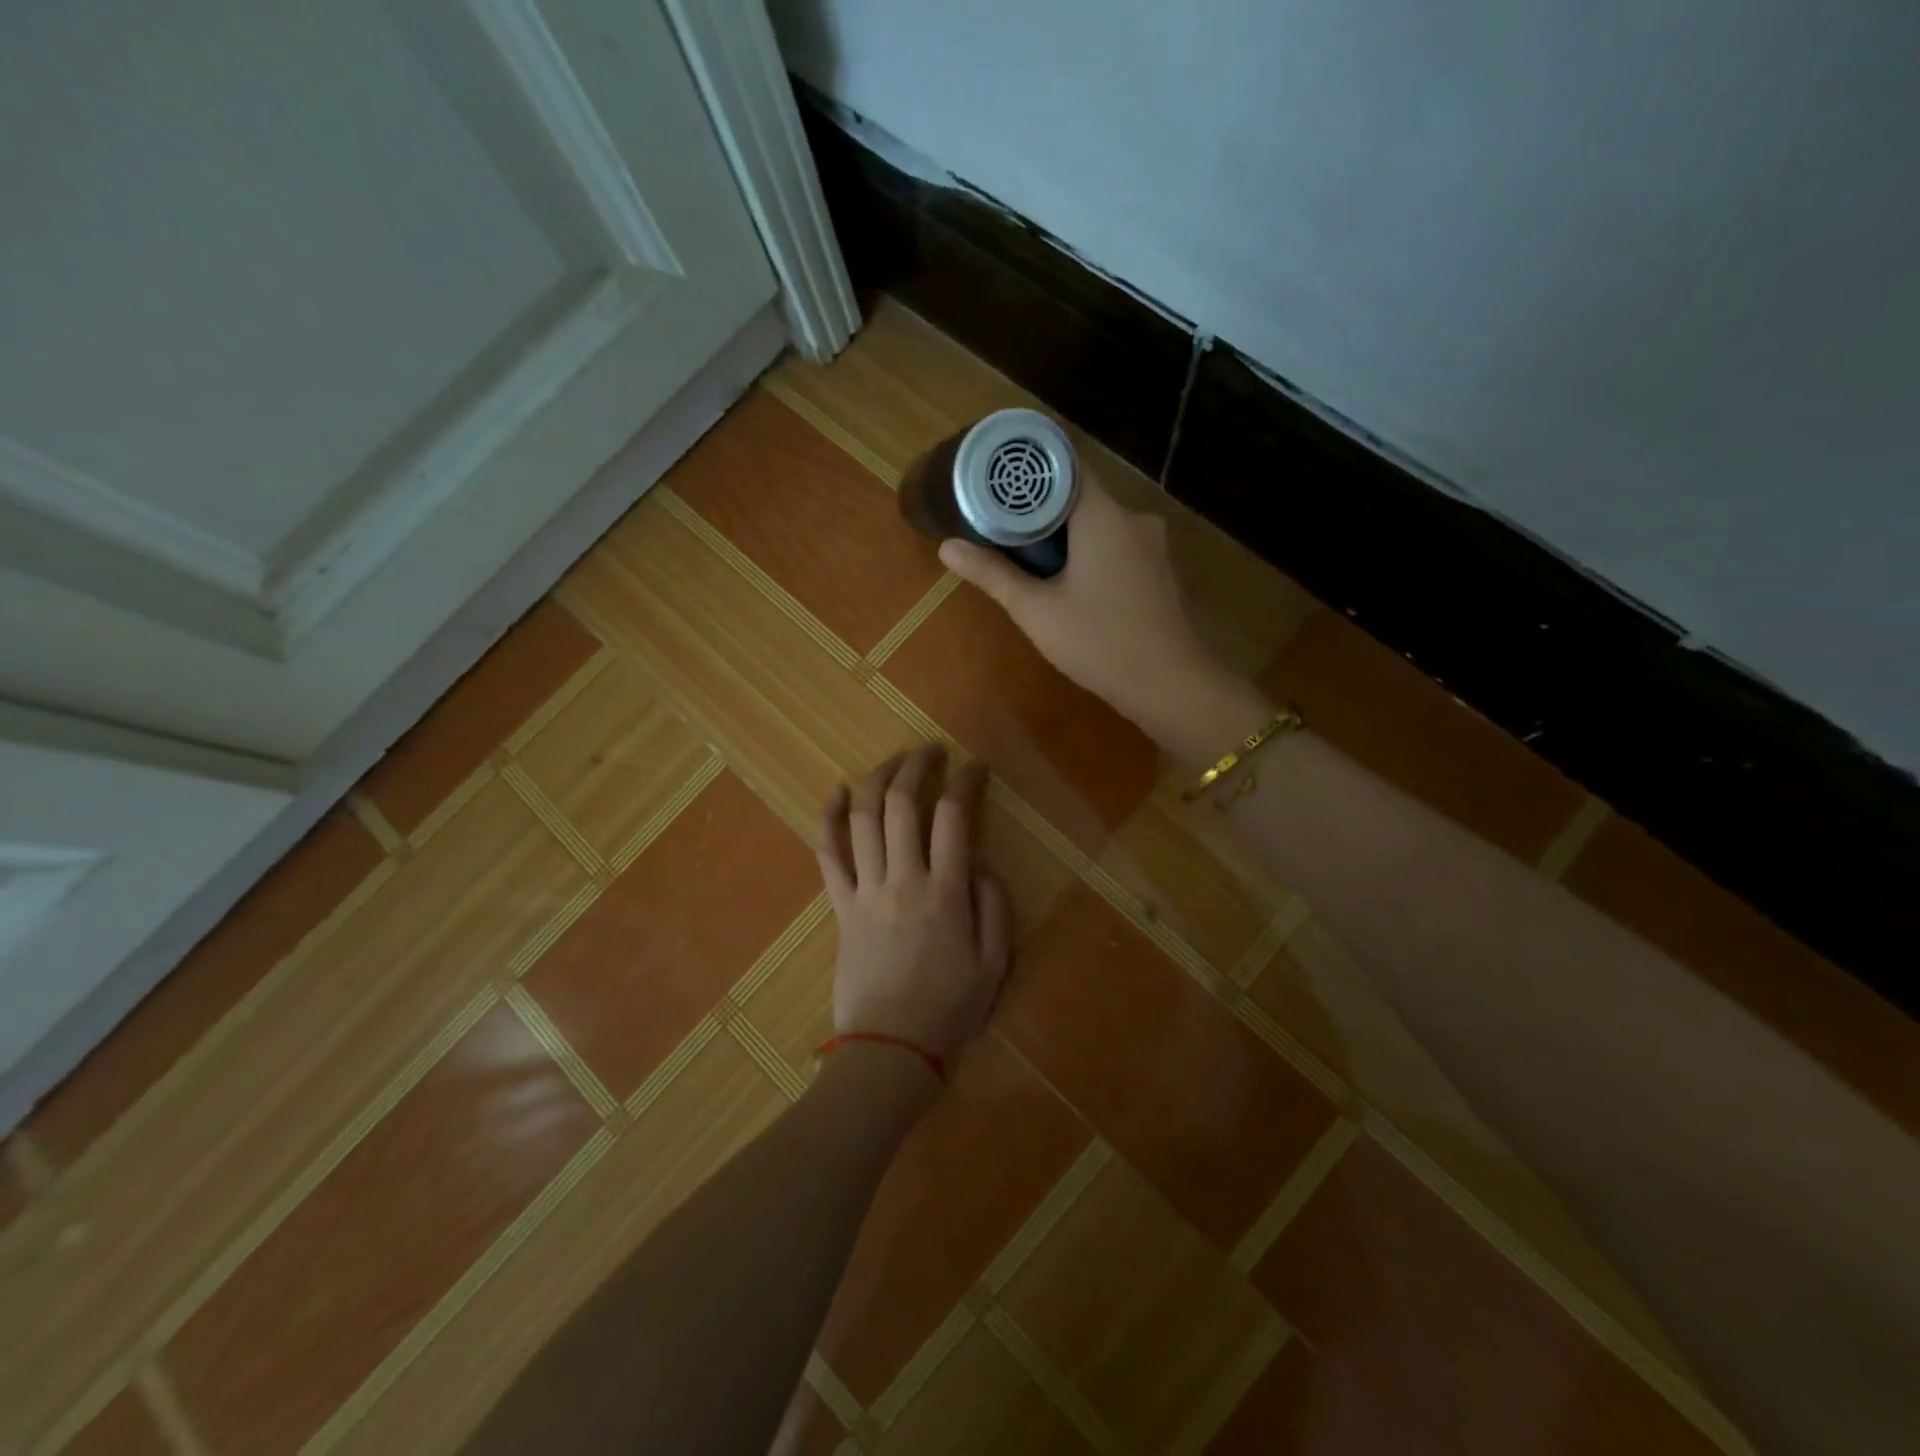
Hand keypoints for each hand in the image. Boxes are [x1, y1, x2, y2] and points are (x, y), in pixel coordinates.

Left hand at [816, 746, 1012, 1069]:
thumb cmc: (950, 1010)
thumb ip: (994, 904)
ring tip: (894, 760)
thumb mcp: (996, 963)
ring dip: (877, 779)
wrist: (891, 1051)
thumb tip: (978, 858)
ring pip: (864, 819)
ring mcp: (866, 891)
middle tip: (931, 752)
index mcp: (946, 892)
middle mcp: (903, 880)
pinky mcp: (841, 907)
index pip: (954, 816)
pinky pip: (828, 855)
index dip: (966, 781)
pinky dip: (829, 818)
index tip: (975, 766)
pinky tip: (837, 792)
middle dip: (917, 767)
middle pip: (902, 805)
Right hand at [938, 472, 1259, 753]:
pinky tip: (1073, 583)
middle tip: (1003, 528)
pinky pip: (1119, 547)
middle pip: (1081, 497)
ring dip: (1069, 536)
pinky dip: (1093, 554)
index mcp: (1103, 514)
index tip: (997, 482)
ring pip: (1101, 525)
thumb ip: (993, 574)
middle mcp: (1134, 517)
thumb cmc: (1099, 641)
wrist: (1171, 685)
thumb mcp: (1036, 610)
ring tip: (1031, 558)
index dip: (1029, 472)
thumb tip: (946, 546)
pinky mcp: (1161, 571)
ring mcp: (1154, 545)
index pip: (1065, 466)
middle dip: (1042, 511)